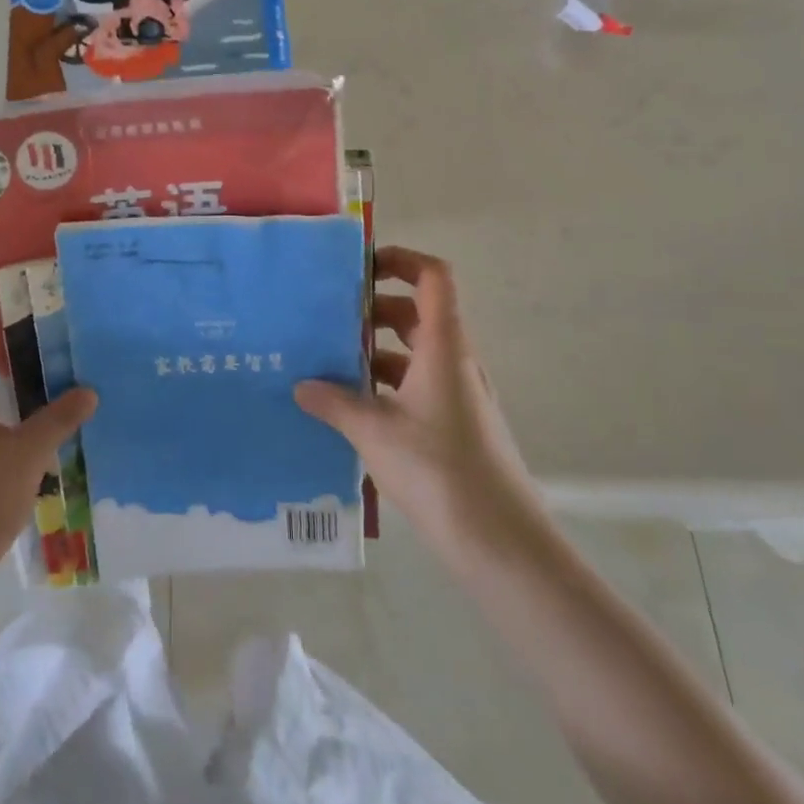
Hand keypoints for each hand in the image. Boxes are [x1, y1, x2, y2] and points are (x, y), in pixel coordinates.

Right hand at [295, 247, 549, 573]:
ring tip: (327, 362)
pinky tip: (351, 409)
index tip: (358, 267)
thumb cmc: (440, 471)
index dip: (401, 259)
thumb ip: (335, 403)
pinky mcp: (455, 427)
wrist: (502, 544)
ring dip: (375, 351)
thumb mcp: (375, 432)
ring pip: (413, 353)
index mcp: (443, 346)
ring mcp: (457, 396)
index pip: (433, 277)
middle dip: (372, 309)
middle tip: (327, 318)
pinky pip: (415, 387)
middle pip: (416, 313)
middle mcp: (454, 362)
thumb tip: (300, 386)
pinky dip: (385, 386)